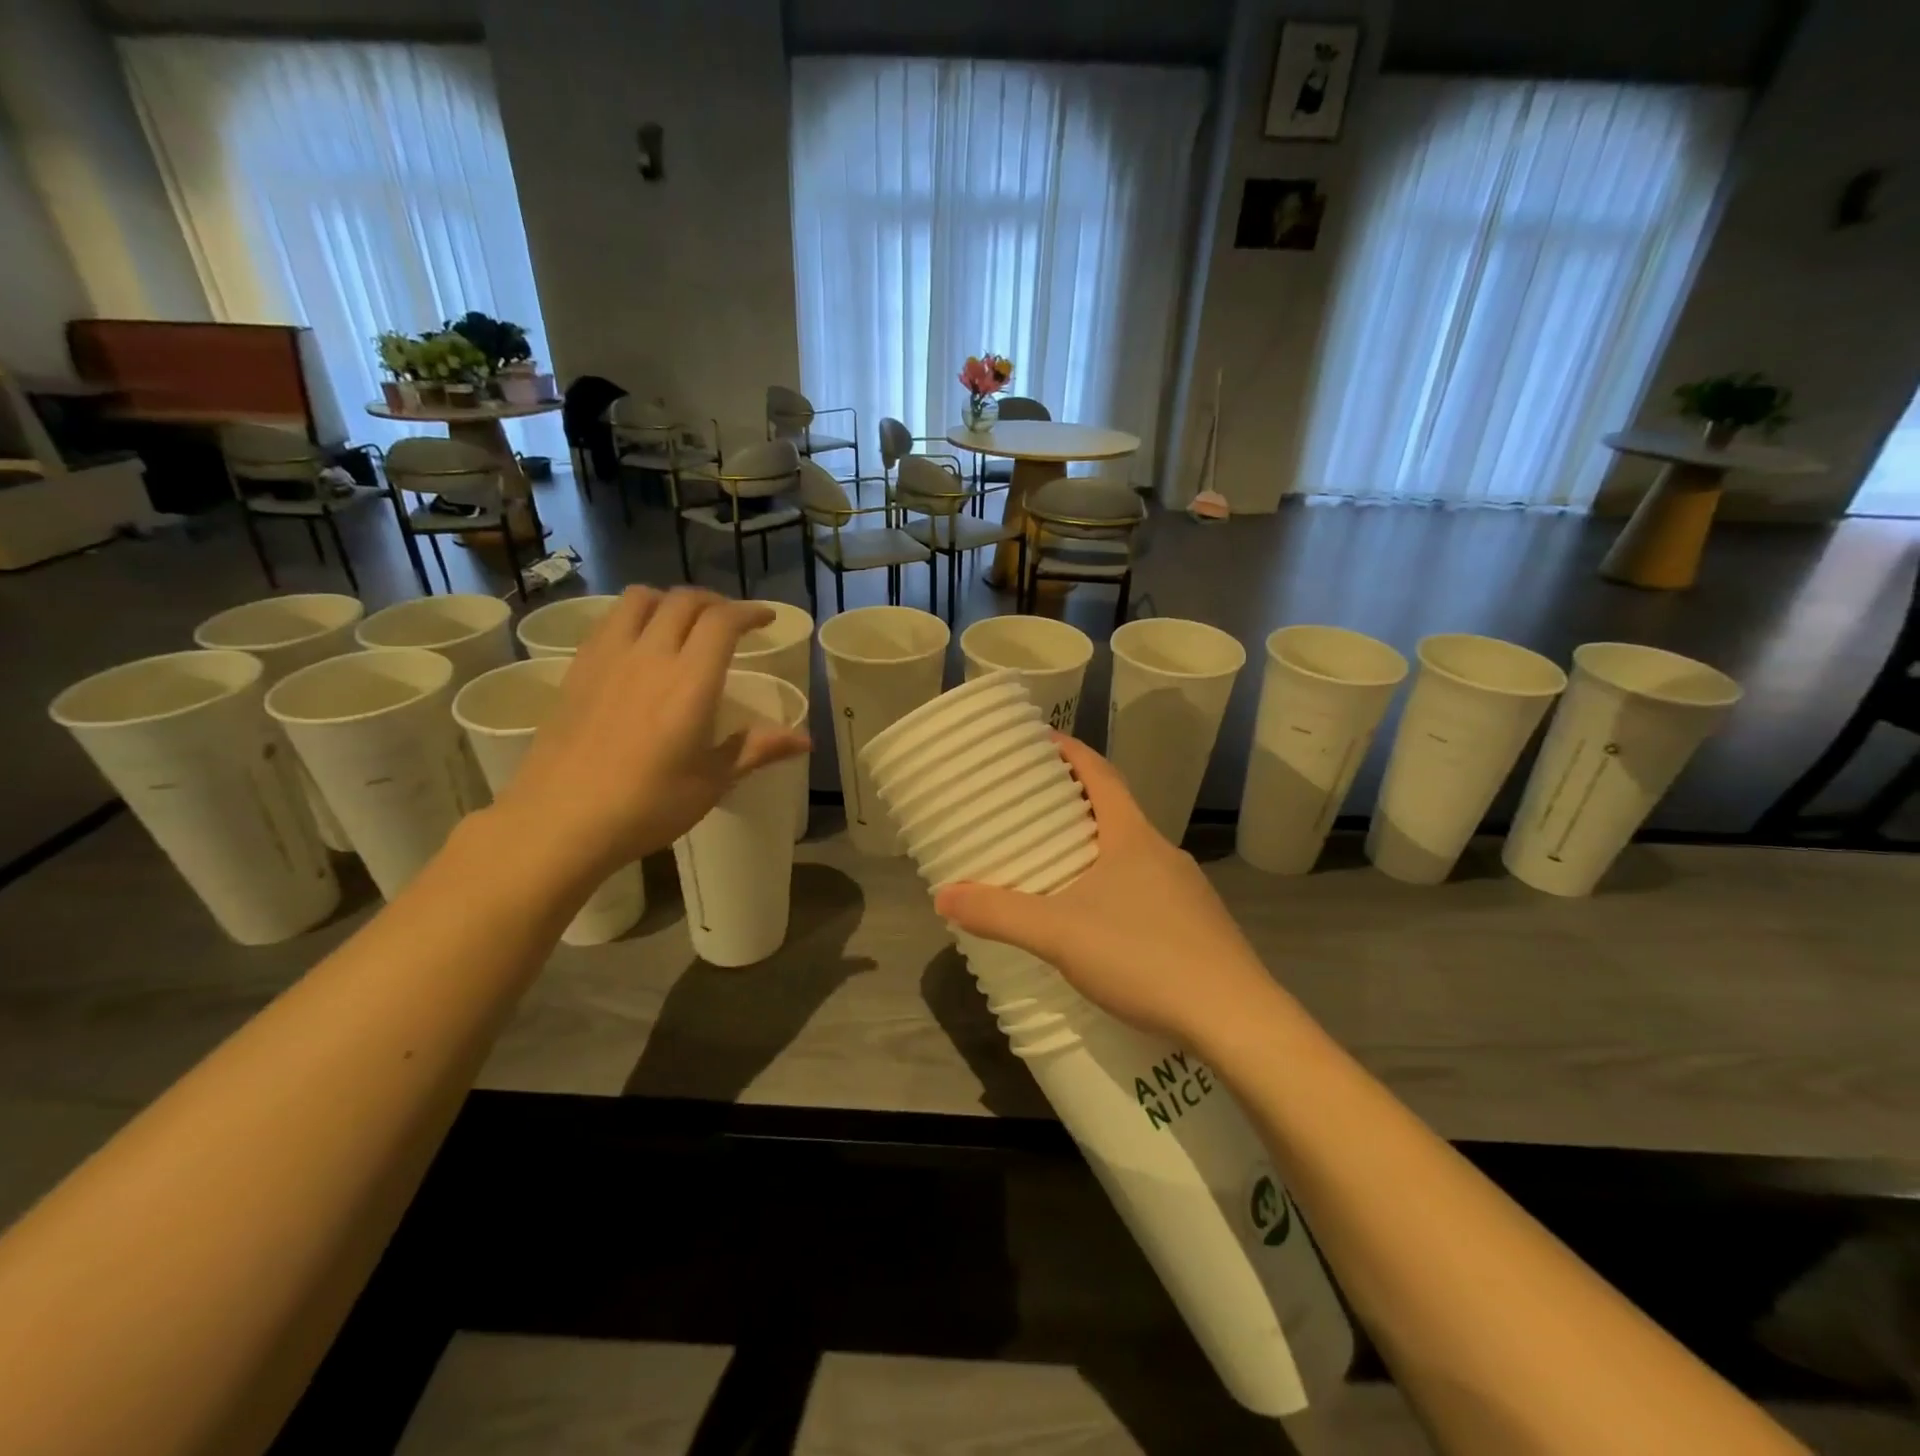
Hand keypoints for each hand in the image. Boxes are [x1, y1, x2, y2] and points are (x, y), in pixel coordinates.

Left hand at [493, 587, 810, 884]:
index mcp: (689, 681)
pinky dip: (635, 616)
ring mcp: (608, 658)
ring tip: (683, 621)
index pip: (723, 621)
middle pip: (683, 601)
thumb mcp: (711, 782)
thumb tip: (805, 740)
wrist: (559, 821)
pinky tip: (639, 645)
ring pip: (640, 599)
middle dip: (714, 602)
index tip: (766, 619)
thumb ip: (756, 749)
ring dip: (670, 600)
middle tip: (731, 620)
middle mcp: (649, 655)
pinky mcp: (577, 670)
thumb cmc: (646, 806)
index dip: (749, 611)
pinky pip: (610, 621)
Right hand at [934, 736, 1278, 1047]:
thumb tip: (942, 896)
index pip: (1100, 774)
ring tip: (1057, 868)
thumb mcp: (1059, 934)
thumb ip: (1000, 914)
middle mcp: (1162, 852)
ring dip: (1096, 850)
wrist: (1234, 1018)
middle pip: (1115, 811)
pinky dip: (1117, 888)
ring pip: (1132, 854)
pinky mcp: (1197, 925)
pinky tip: (1100, 924)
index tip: (1041, 741)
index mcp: (1132, 836)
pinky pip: (1147, 890)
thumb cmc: (1143, 956)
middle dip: (1074, 805)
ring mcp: (1186, 889)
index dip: (1070, 752)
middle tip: (1032, 812)